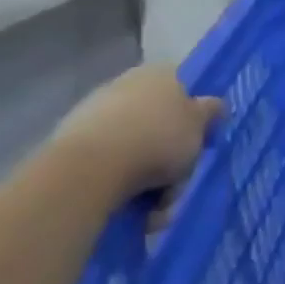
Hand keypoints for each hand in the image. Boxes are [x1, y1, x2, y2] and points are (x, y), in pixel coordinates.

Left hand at [54, 65, 219, 200]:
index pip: (185, 91)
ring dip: (148, 180)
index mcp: (161, 73)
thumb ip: (210, 112)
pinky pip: (107, 165)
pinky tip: (128, 209)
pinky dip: (119, 185)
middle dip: (170, 159)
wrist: (90, 168)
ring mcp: (95, 112)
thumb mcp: (200, 125)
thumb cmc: (158, 139)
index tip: (198, 146)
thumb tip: (214, 105)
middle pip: (159, 124)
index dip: (195, 120)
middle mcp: (128, 85)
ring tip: (153, 210)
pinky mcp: (70, 143)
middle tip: (176, 186)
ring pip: (134, 149)